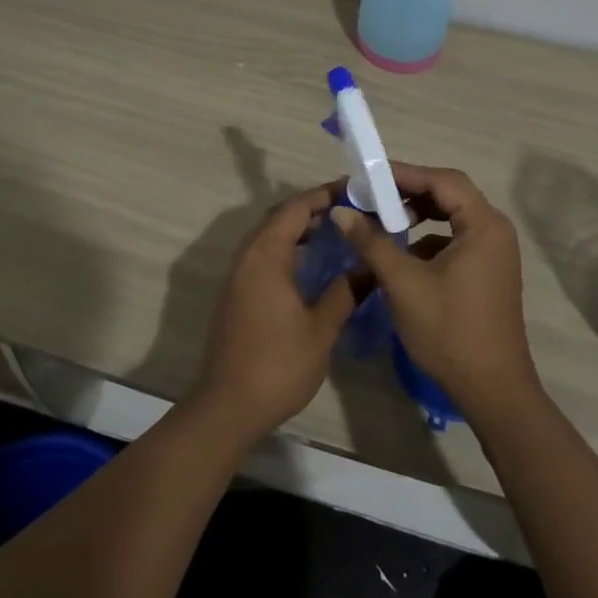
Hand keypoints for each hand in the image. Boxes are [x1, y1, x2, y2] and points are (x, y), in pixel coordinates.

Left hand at [190, 181, 356, 439]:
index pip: (296, 207)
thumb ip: (345, 291)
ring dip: (299, 227)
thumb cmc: (277, 365)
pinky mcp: (236, 292)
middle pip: (280, 216)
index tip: (355, 190)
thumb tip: (370, 266)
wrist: (227, 406)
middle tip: (350, 209)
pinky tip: (311, 264)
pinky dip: (287, 246)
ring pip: (270, 234)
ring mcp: (238, 274)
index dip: (324, 194)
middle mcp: (247, 255)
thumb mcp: (321, 328)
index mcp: (266, 255)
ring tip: (336, 231)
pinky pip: (263, 253)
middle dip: (313, 207)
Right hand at [330, 163, 540, 424]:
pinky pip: (455, 238)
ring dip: (418, 214)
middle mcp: (495, 230)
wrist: (493, 390)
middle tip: (373, 196)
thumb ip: (371, 242)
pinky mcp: (488, 271)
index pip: (443, 180)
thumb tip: (341, 212)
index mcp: (484, 225)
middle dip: (410, 192)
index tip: (369, 177)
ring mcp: (495, 252)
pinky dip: (428, 237)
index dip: (405, 174)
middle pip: (450, 194)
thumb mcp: (403, 283)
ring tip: (383, 221)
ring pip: (452, 216)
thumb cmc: (449, 331)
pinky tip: (402, 253)